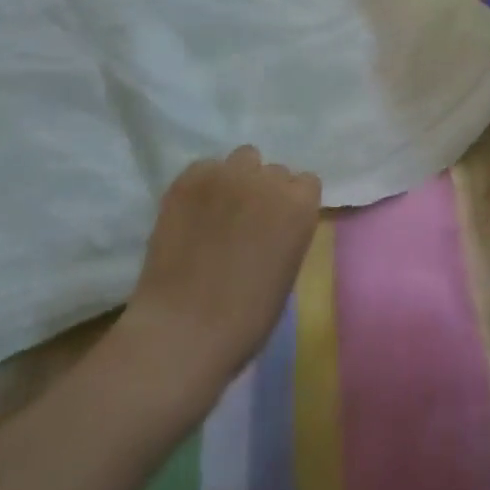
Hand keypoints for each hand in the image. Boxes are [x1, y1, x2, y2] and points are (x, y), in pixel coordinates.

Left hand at [123, 146, 321, 387]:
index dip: (292, 203)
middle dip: (264, 191)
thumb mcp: (287, 270)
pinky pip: (205, 168)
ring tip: (219, 210)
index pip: (306, 183)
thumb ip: (287, 232)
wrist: (183, 329)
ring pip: (241, 159)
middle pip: (273, 171)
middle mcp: (267, 180)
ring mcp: (226, 175)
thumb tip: (273, 222)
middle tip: (246, 221)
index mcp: (299, 206)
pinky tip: (192, 213)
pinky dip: (203, 185)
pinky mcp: (189, 179)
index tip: (279, 224)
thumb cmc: (246, 318)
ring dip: (237, 179)